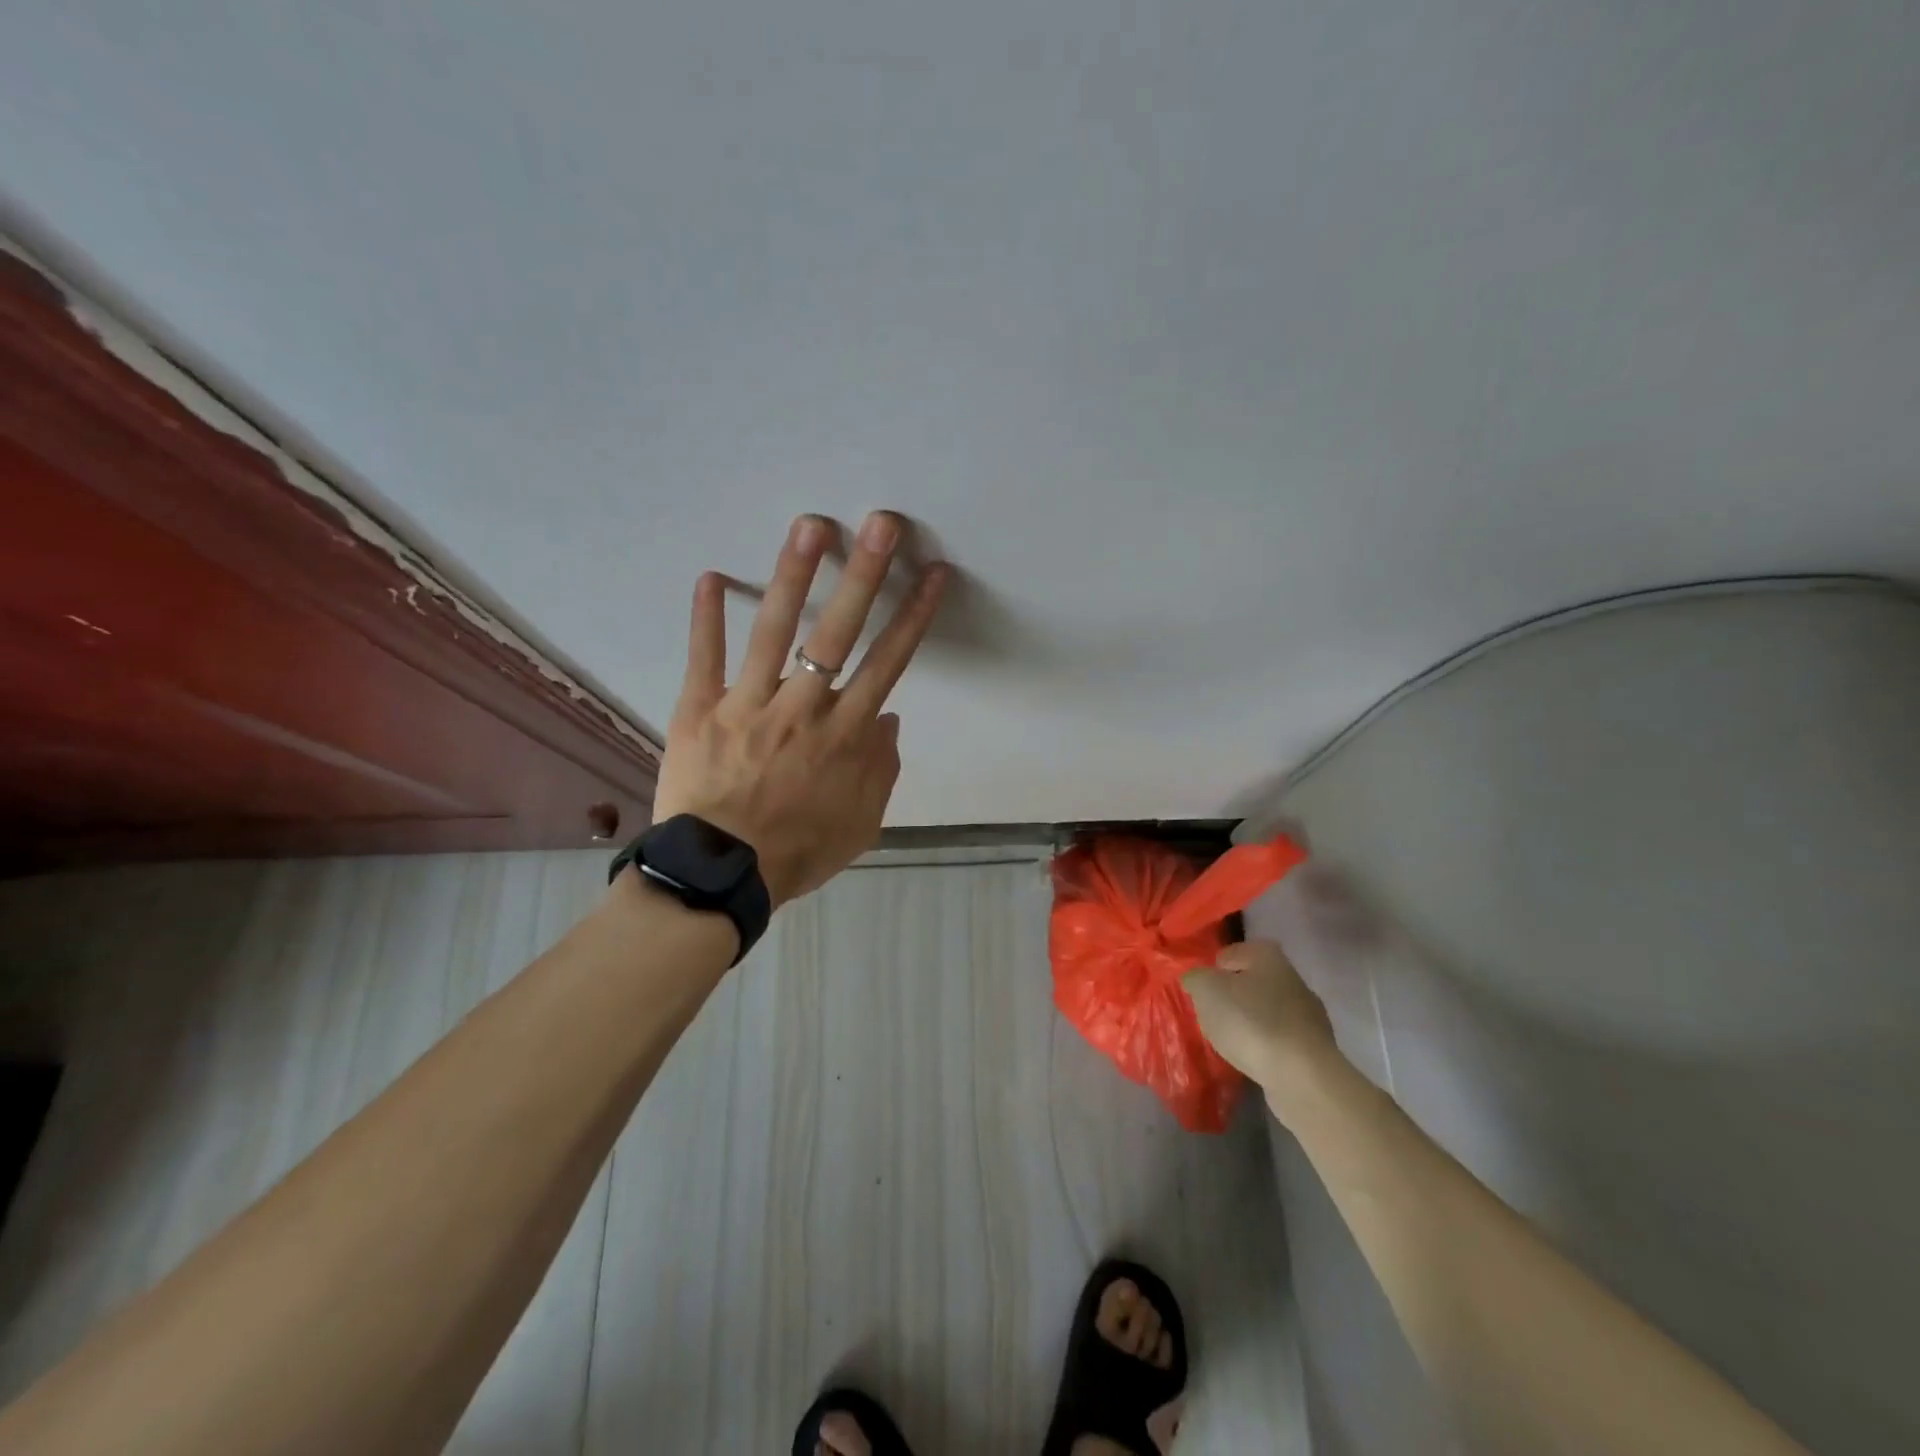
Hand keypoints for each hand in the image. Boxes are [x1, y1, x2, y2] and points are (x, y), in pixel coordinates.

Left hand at [649, 511, 948, 905]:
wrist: (720, 876)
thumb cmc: (797, 851)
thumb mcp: (861, 824)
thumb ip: (881, 769)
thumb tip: (890, 718)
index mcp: (844, 735)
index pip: (888, 664)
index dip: (913, 616)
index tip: (932, 574)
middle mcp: (802, 708)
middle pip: (838, 633)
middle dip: (864, 575)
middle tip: (880, 523)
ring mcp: (747, 704)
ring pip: (773, 631)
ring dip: (792, 576)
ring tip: (808, 526)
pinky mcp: (699, 710)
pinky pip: (703, 658)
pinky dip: (705, 618)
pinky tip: (708, 576)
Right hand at [1183, 941, 1345, 1118]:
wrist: (1302, 1077)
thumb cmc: (1250, 1021)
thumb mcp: (1207, 990)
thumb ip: (1195, 977)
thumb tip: (1196, 979)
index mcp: (1267, 955)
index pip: (1229, 953)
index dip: (1211, 970)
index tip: (1200, 992)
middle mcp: (1292, 977)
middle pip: (1248, 982)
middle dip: (1230, 997)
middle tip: (1211, 1015)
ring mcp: (1307, 1014)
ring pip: (1264, 1011)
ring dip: (1247, 1022)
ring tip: (1229, 1040)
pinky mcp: (1313, 1047)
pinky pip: (1277, 1038)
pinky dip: (1263, 1045)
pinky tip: (1252, 1058)